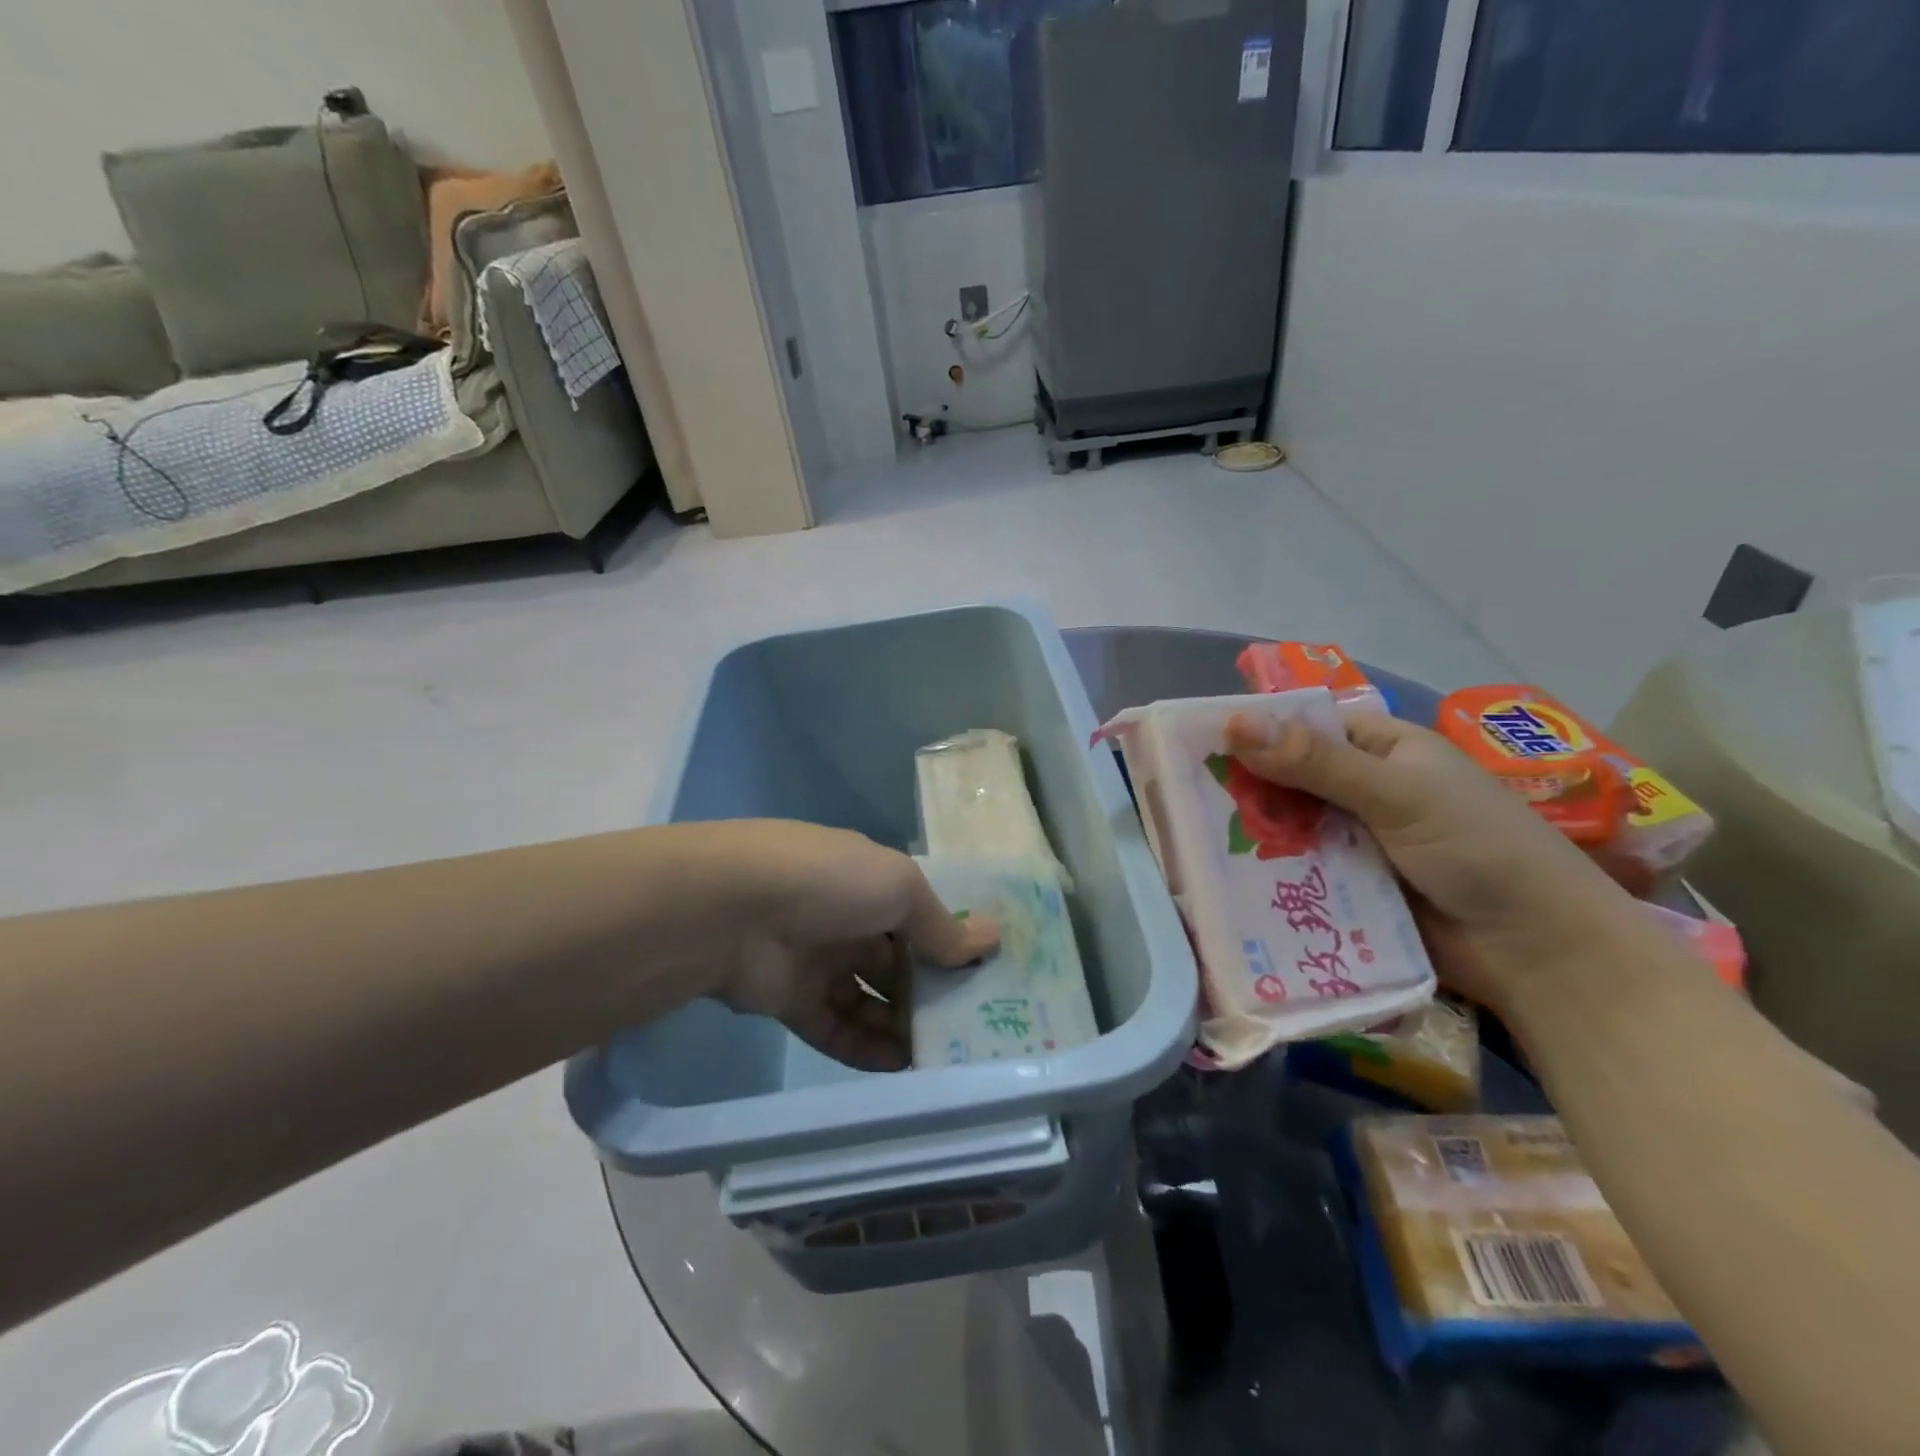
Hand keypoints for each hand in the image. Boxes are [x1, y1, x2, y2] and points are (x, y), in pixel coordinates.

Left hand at [707, 822, 999, 1071]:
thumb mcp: (898, 888)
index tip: (985, 975)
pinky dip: (866, 1047)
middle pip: (897, 961)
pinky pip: (837, 1027)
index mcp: (869, 882)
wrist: (732, 910)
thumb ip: (941, 924)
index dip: (949, 943)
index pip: (917, 916)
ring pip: (869, 998)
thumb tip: (993, 939)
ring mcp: (817, 960)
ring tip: (942, 1055)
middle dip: (930, 991)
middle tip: (971, 1027)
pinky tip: (901, 1066)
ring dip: (901, 1025)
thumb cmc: (829, 883)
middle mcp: (845, 919)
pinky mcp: (791, 1001)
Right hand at [1226, 710, 1633, 1012]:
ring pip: (1290, 828)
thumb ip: (1316, 762)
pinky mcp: (1350, 888)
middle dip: (1247, 789)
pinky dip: (1270, 875)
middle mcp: (1366, 790)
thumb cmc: (1479, 849)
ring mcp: (1356, 842)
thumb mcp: (1397, 794)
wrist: (1539, 953)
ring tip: (1192, 841)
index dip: (1257, 731)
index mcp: (1385, 750)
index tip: (1196, 743)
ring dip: (1254, 835)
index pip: (1307, 726)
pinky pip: (1300, 872)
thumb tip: (1234, 724)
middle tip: (1184, 799)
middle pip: (1290, 779)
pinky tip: (1225, 880)